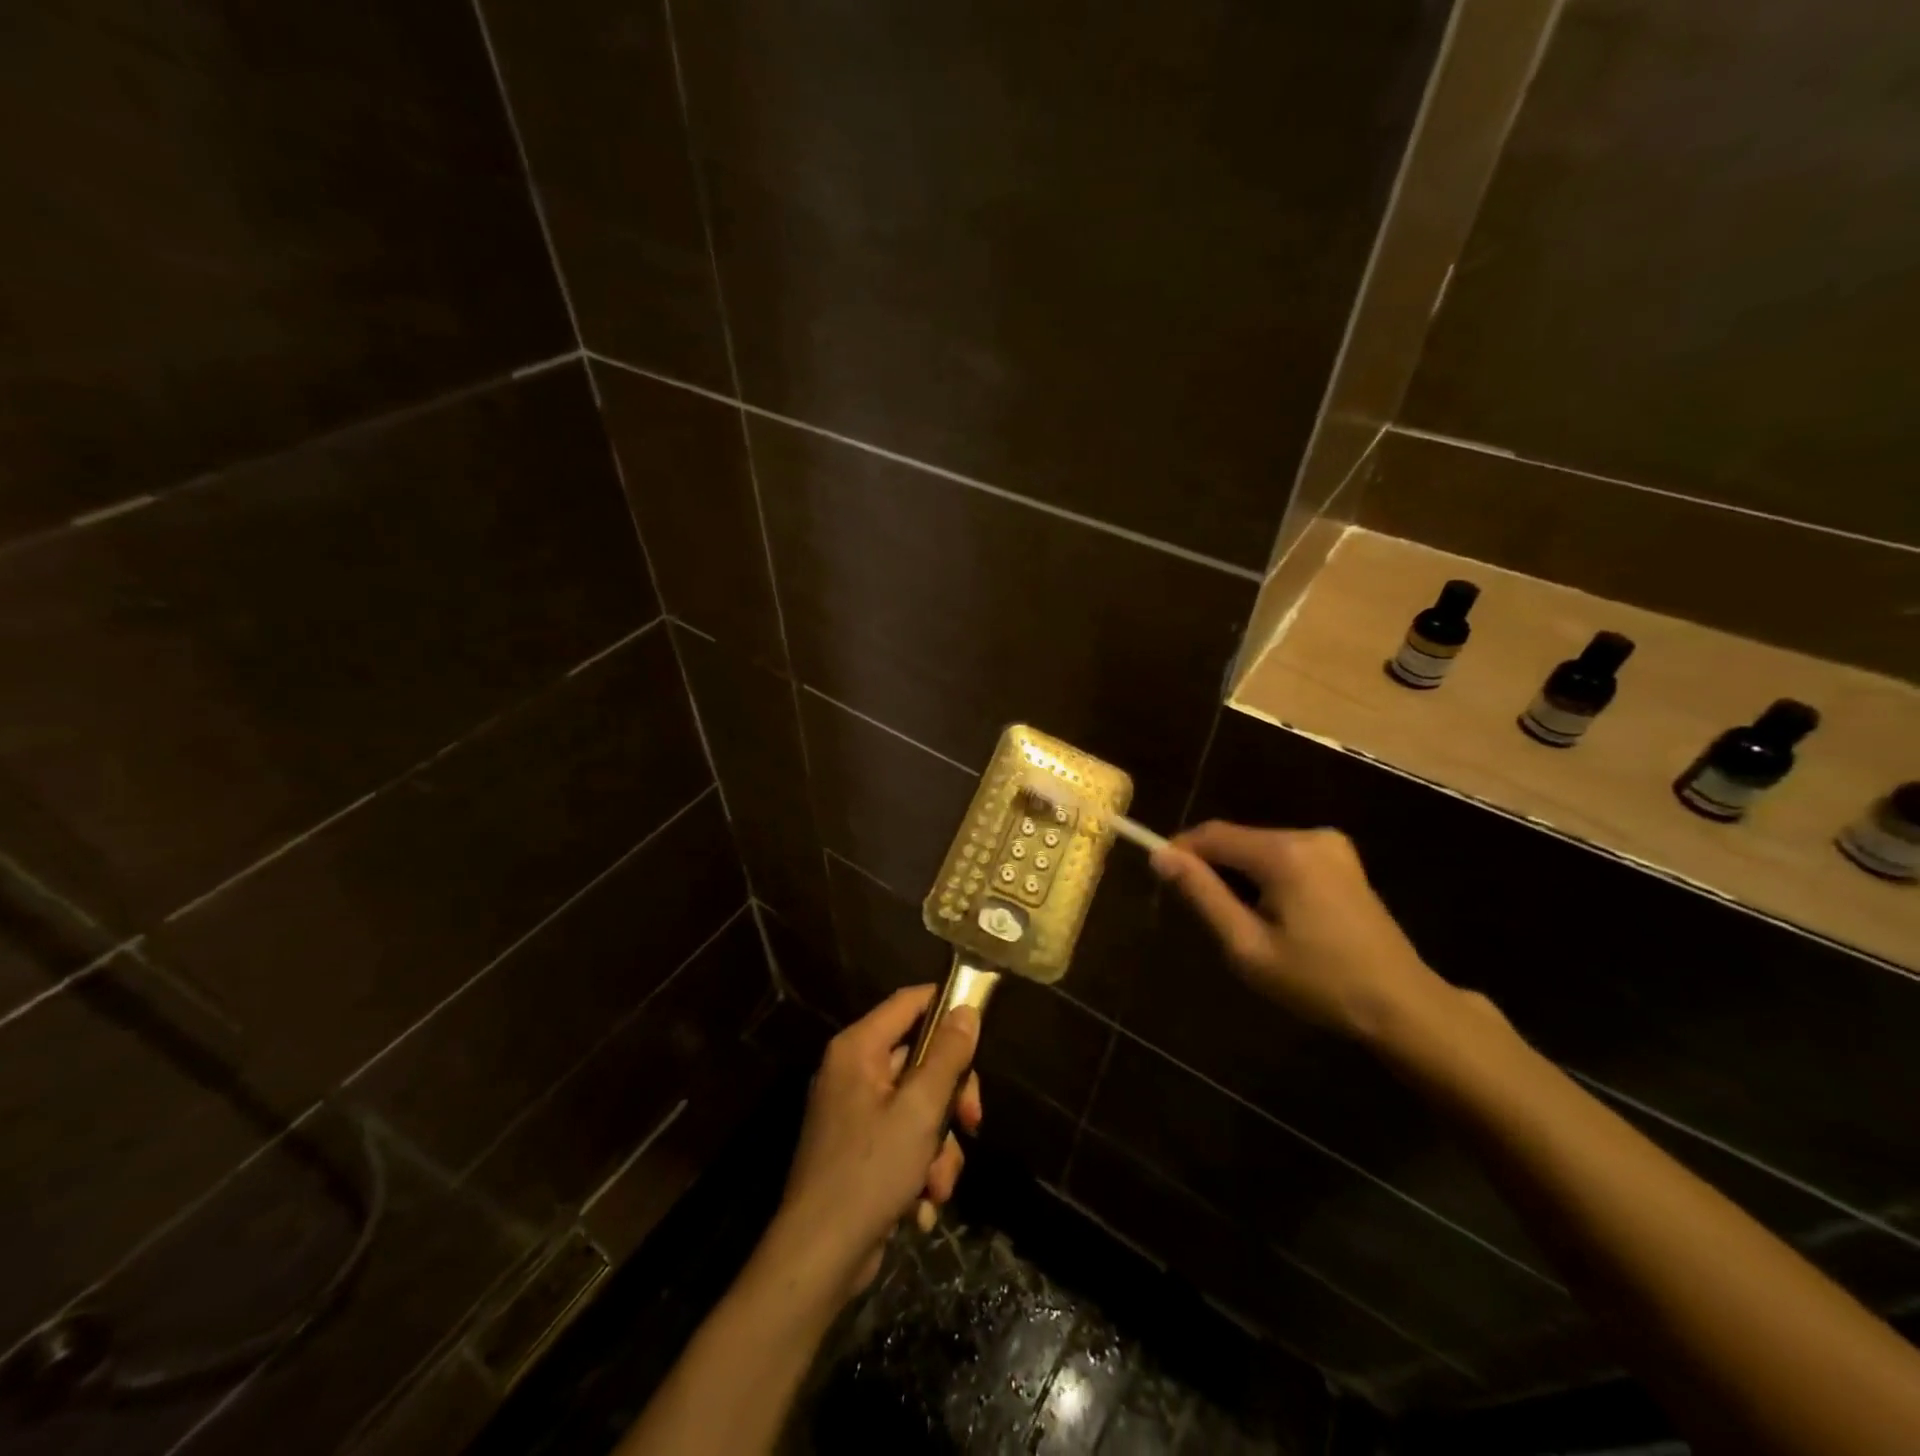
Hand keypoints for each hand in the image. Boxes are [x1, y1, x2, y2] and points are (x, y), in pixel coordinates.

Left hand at [771, 986, 983, 1301]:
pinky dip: (918, 1167)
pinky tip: (921, 1203)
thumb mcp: (920, 1110)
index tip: (982, 1027)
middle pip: (920, 1059)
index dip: (946, 1006)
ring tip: (937, 1183)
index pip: (909, 1002)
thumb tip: (967, 1010)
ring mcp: (854, 1112)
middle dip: (951, 1098)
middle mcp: (853, 1071)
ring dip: (938, 1146)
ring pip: (919, 1106)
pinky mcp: (859, 1149)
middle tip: (972, 1123)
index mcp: (858, 1048)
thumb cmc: (870, 1172)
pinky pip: (903, 1138)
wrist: (819, 1258)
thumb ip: (947, 1057)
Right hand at [1150, 821, 1452, 1044]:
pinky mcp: (1343, 859)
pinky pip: (1285, 856)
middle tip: (1204, 914)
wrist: (1402, 1006)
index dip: (1181, 850)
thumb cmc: (1318, 982)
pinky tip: (1274, 915)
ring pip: (1260, 847)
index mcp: (1284, 853)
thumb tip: (1161, 855)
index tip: (1161, 878)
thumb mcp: (1248, 946)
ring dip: (1239, 874)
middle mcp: (1308, 835)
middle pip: (1238, 839)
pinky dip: (1266, 876)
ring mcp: (1331, 845)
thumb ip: (1202, 895)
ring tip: (1240, 921)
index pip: (1213, 834)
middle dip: (1213, 867)